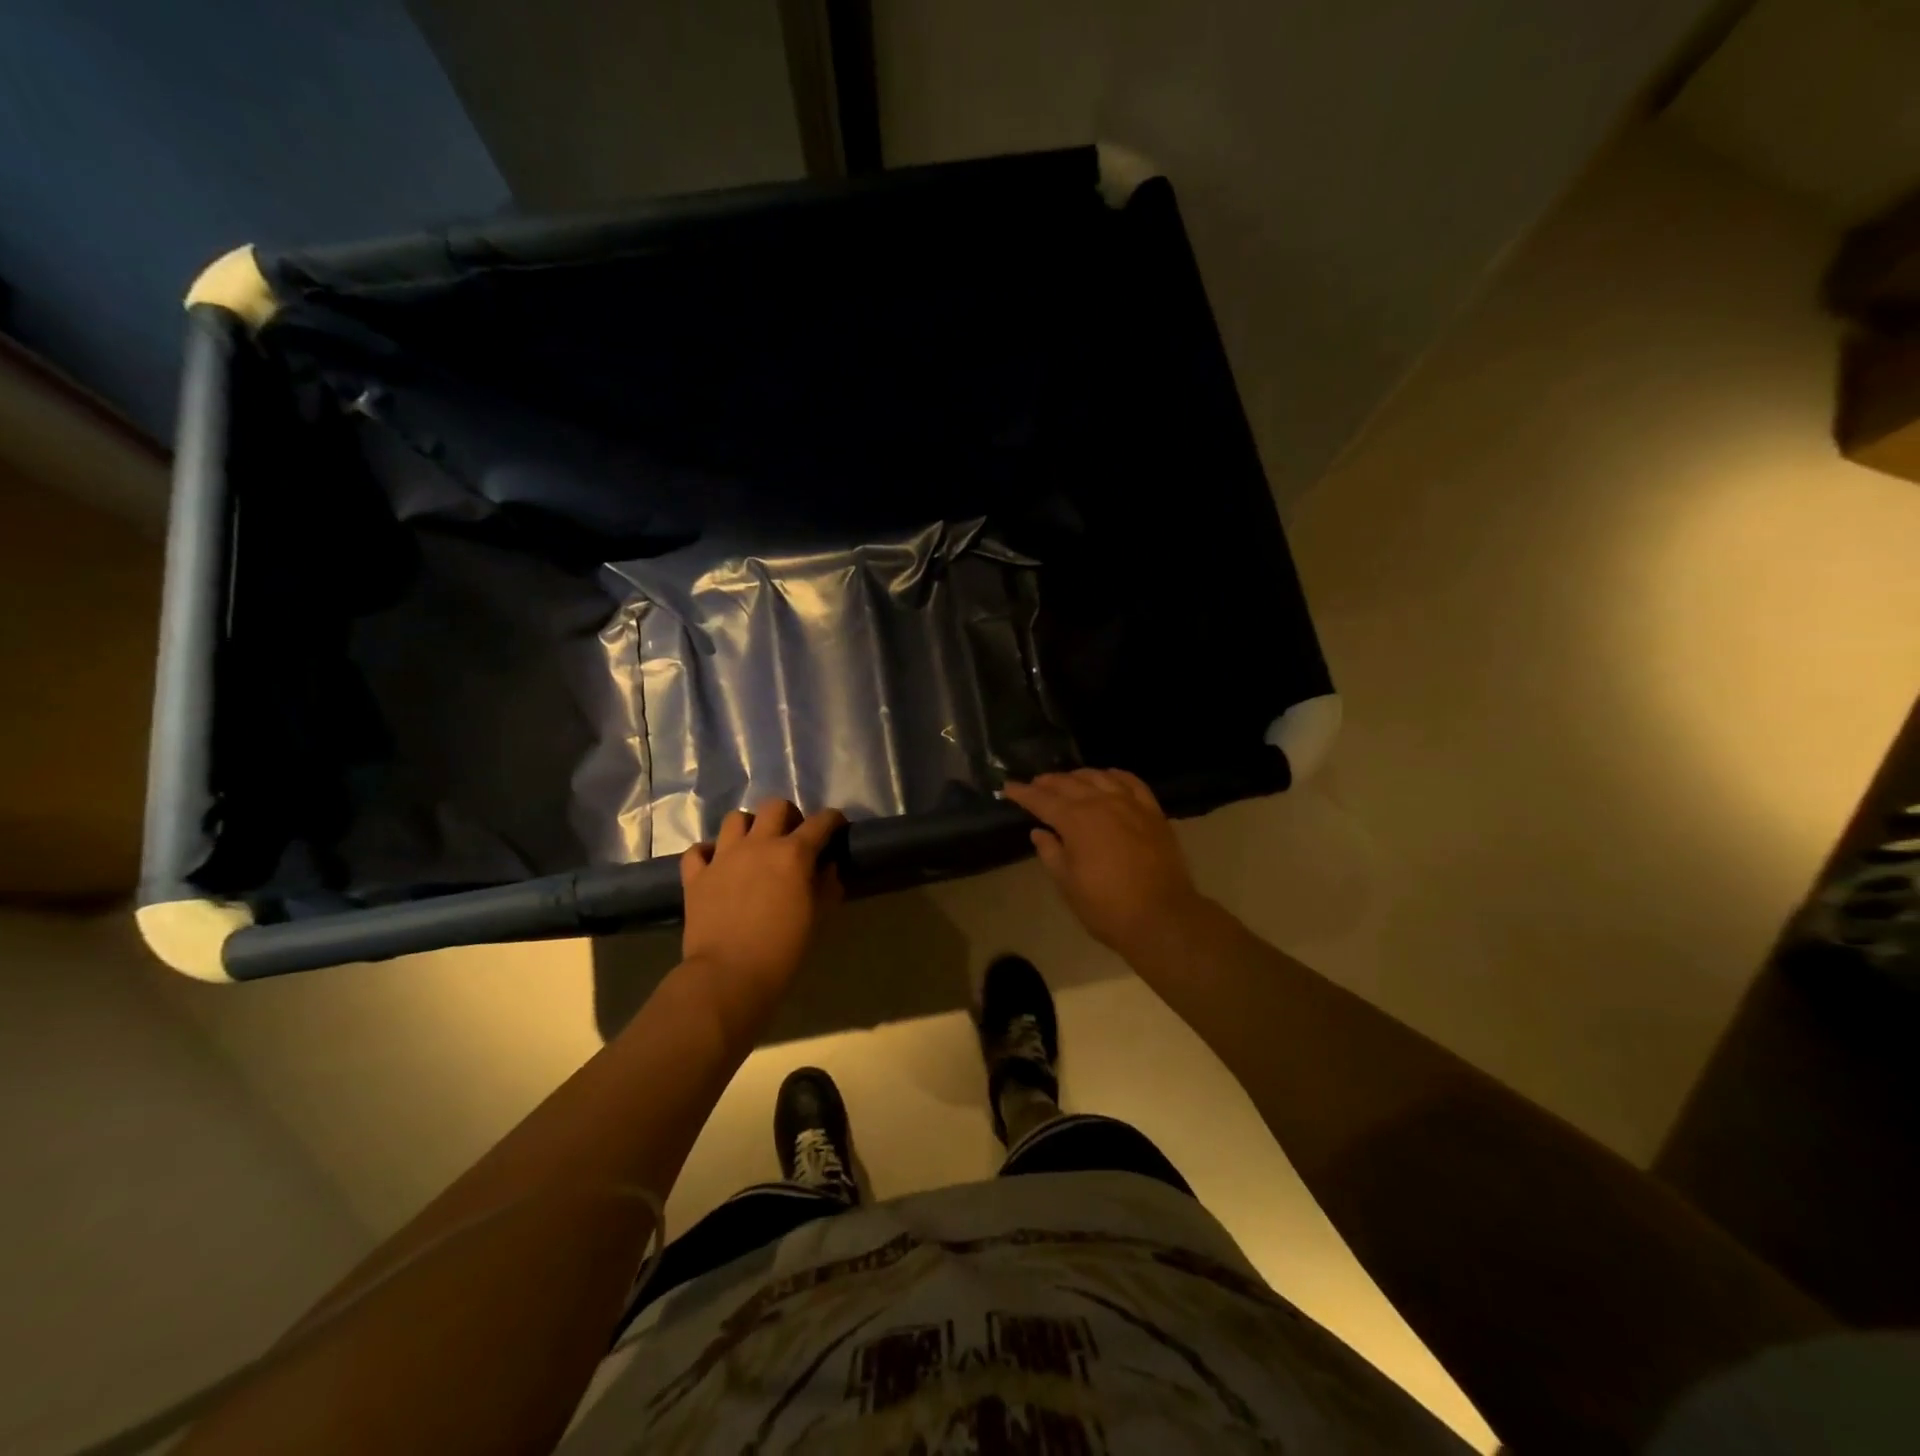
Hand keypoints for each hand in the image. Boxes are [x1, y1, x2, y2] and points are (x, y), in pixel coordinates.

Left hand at [679, 800, 845, 1030]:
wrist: (728, 975)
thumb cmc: (783, 949)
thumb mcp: (817, 917)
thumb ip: (827, 885)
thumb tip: (827, 866)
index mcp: (793, 853)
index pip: (821, 822)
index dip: (833, 820)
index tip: (837, 826)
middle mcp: (758, 845)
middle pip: (774, 807)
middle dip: (789, 816)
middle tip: (793, 837)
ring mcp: (723, 857)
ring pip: (735, 819)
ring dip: (749, 828)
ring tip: (754, 847)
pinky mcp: (695, 876)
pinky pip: (698, 850)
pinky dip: (708, 853)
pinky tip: (717, 865)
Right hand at [1003, 769, 1205, 956]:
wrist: (1161, 917)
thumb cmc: (1106, 906)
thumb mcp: (1067, 883)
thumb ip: (1051, 852)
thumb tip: (1039, 832)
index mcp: (1075, 820)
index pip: (1042, 799)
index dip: (1023, 793)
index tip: (1008, 787)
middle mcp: (1101, 802)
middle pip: (1069, 783)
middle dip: (1048, 782)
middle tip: (1034, 784)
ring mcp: (1130, 804)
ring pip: (1099, 777)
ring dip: (1078, 776)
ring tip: (1067, 780)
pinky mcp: (1153, 812)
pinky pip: (1132, 782)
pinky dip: (1115, 775)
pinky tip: (1108, 777)